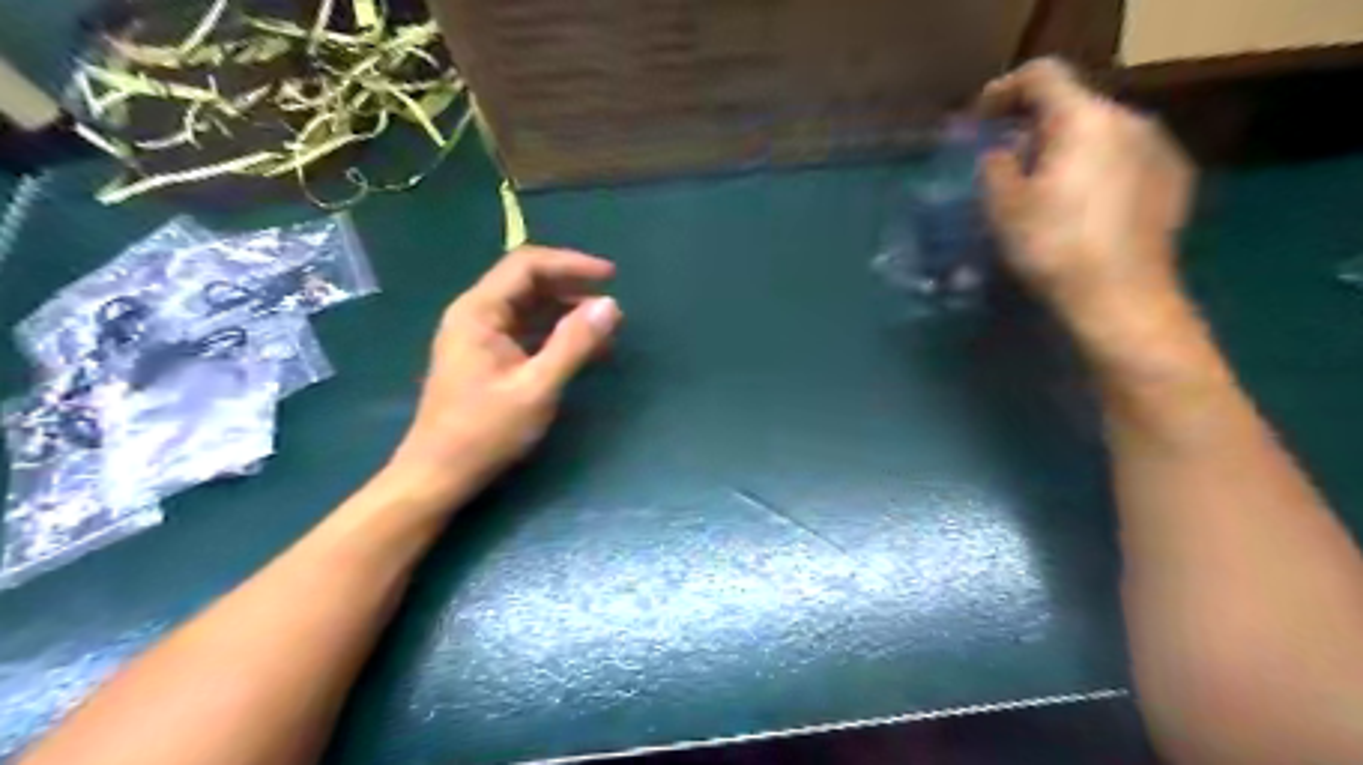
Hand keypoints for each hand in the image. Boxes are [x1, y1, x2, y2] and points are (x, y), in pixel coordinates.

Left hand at [378, 244, 620, 508]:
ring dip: (566, 312)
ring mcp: (478, 337)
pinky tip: (581, 349)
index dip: (571, 264)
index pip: (527, 265)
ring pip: (528, 308)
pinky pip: (525, 331)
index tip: (610, 277)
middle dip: (572, 288)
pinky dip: (554, 334)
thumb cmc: (484, 432)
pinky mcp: (486, 358)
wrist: (438, 475)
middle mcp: (475, 315)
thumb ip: (574, 344)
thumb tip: (610, 305)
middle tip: (611, 305)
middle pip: (527, 282)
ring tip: (604, 327)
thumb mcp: (537, 387)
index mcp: (479, 312)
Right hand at [980, 57, 1195, 344]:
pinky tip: (1083, 208)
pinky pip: (1126, 159)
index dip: (1004, 91)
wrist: (1122, 298)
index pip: (1041, 77)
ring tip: (1045, 189)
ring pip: (1102, 134)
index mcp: (1083, 119)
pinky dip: (1098, 171)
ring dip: (1068, 150)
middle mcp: (1129, 119)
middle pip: (1074, 106)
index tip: (981, 120)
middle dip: (1036, 128)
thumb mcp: (1003, 207)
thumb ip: (996, 167)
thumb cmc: (1052, 247)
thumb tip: (1004, 153)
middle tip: (1008, 162)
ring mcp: (1159, 148)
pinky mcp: (1175, 180)